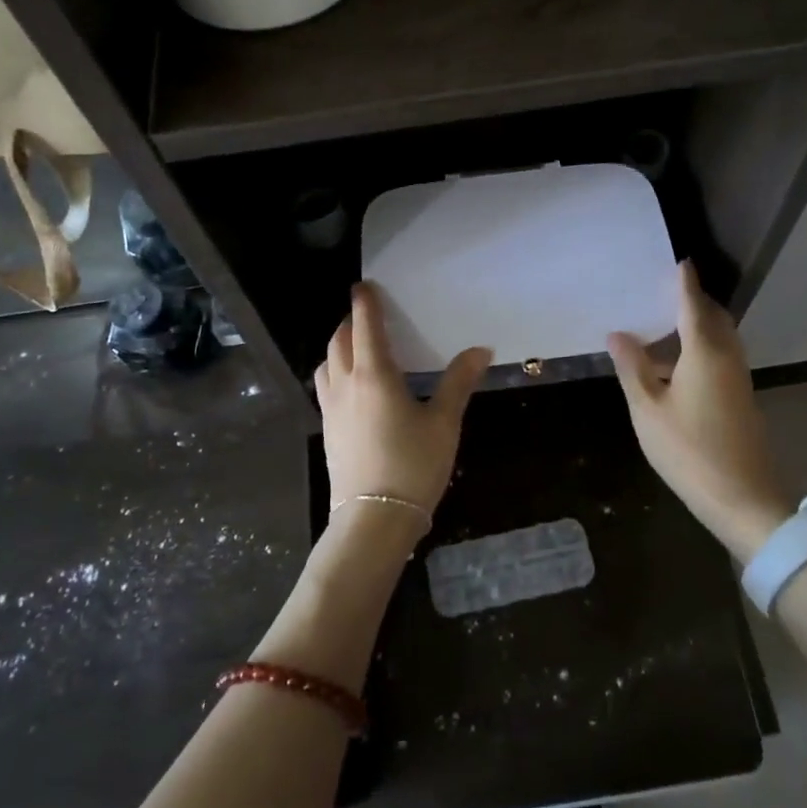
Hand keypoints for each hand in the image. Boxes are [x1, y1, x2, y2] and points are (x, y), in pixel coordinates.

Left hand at [315, 283, 491, 517]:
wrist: (373, 521)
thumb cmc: (413, 466)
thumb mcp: (444, 423)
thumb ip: (458, 382)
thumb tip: (480, 350)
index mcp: (373, 375)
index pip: (365, 326)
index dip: (365, 303)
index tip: (364, 286)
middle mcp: (345, 385)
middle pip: (339, 340)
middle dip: (351, 322)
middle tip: (367, 316)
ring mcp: (331, 409)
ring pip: (327, 363)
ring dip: (339, 346)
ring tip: (358, 347)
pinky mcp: (327, 431)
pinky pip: (326, 386)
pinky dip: (335, 371)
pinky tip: (353, 387)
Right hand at [608, 262, 795, 563]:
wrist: (743, 500)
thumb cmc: (689, 451)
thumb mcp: (648, 409)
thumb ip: (633, 368)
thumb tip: (618, 334)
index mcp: (705, 353)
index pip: (693, 305)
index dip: (684, 282)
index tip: (679, 260)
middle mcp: (727, 357)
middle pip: (714, 317)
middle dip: (694, 300)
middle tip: (666, 290)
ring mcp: (739, 379)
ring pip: (721, 338)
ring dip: (699, 324)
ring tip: (667, 322)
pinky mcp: (741, 398)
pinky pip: (722, 356)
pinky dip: (702, 346)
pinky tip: (678, 363)